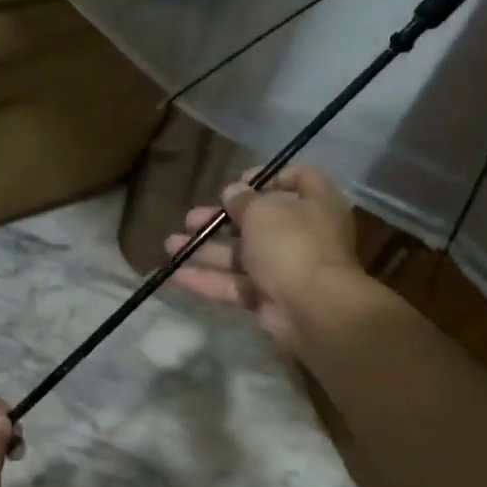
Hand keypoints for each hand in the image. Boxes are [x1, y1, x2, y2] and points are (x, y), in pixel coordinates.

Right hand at [167, 166, 368, 351]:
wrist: (313, 309)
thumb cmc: (292, 244)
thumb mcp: (262, 211)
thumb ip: (243, 199)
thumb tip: (233, 192)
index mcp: (315, 205)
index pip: (299, 179)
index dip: (268, 177)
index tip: (239, 181)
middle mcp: (304, 234)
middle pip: (259, 220)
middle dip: (221, 218)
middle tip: (191, 217)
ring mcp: (286, 269)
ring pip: (241, 254)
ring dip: (206, 248)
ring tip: (171, 244)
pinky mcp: (269, 298)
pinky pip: (235, 284)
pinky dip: (209, 279)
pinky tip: (178, 274)